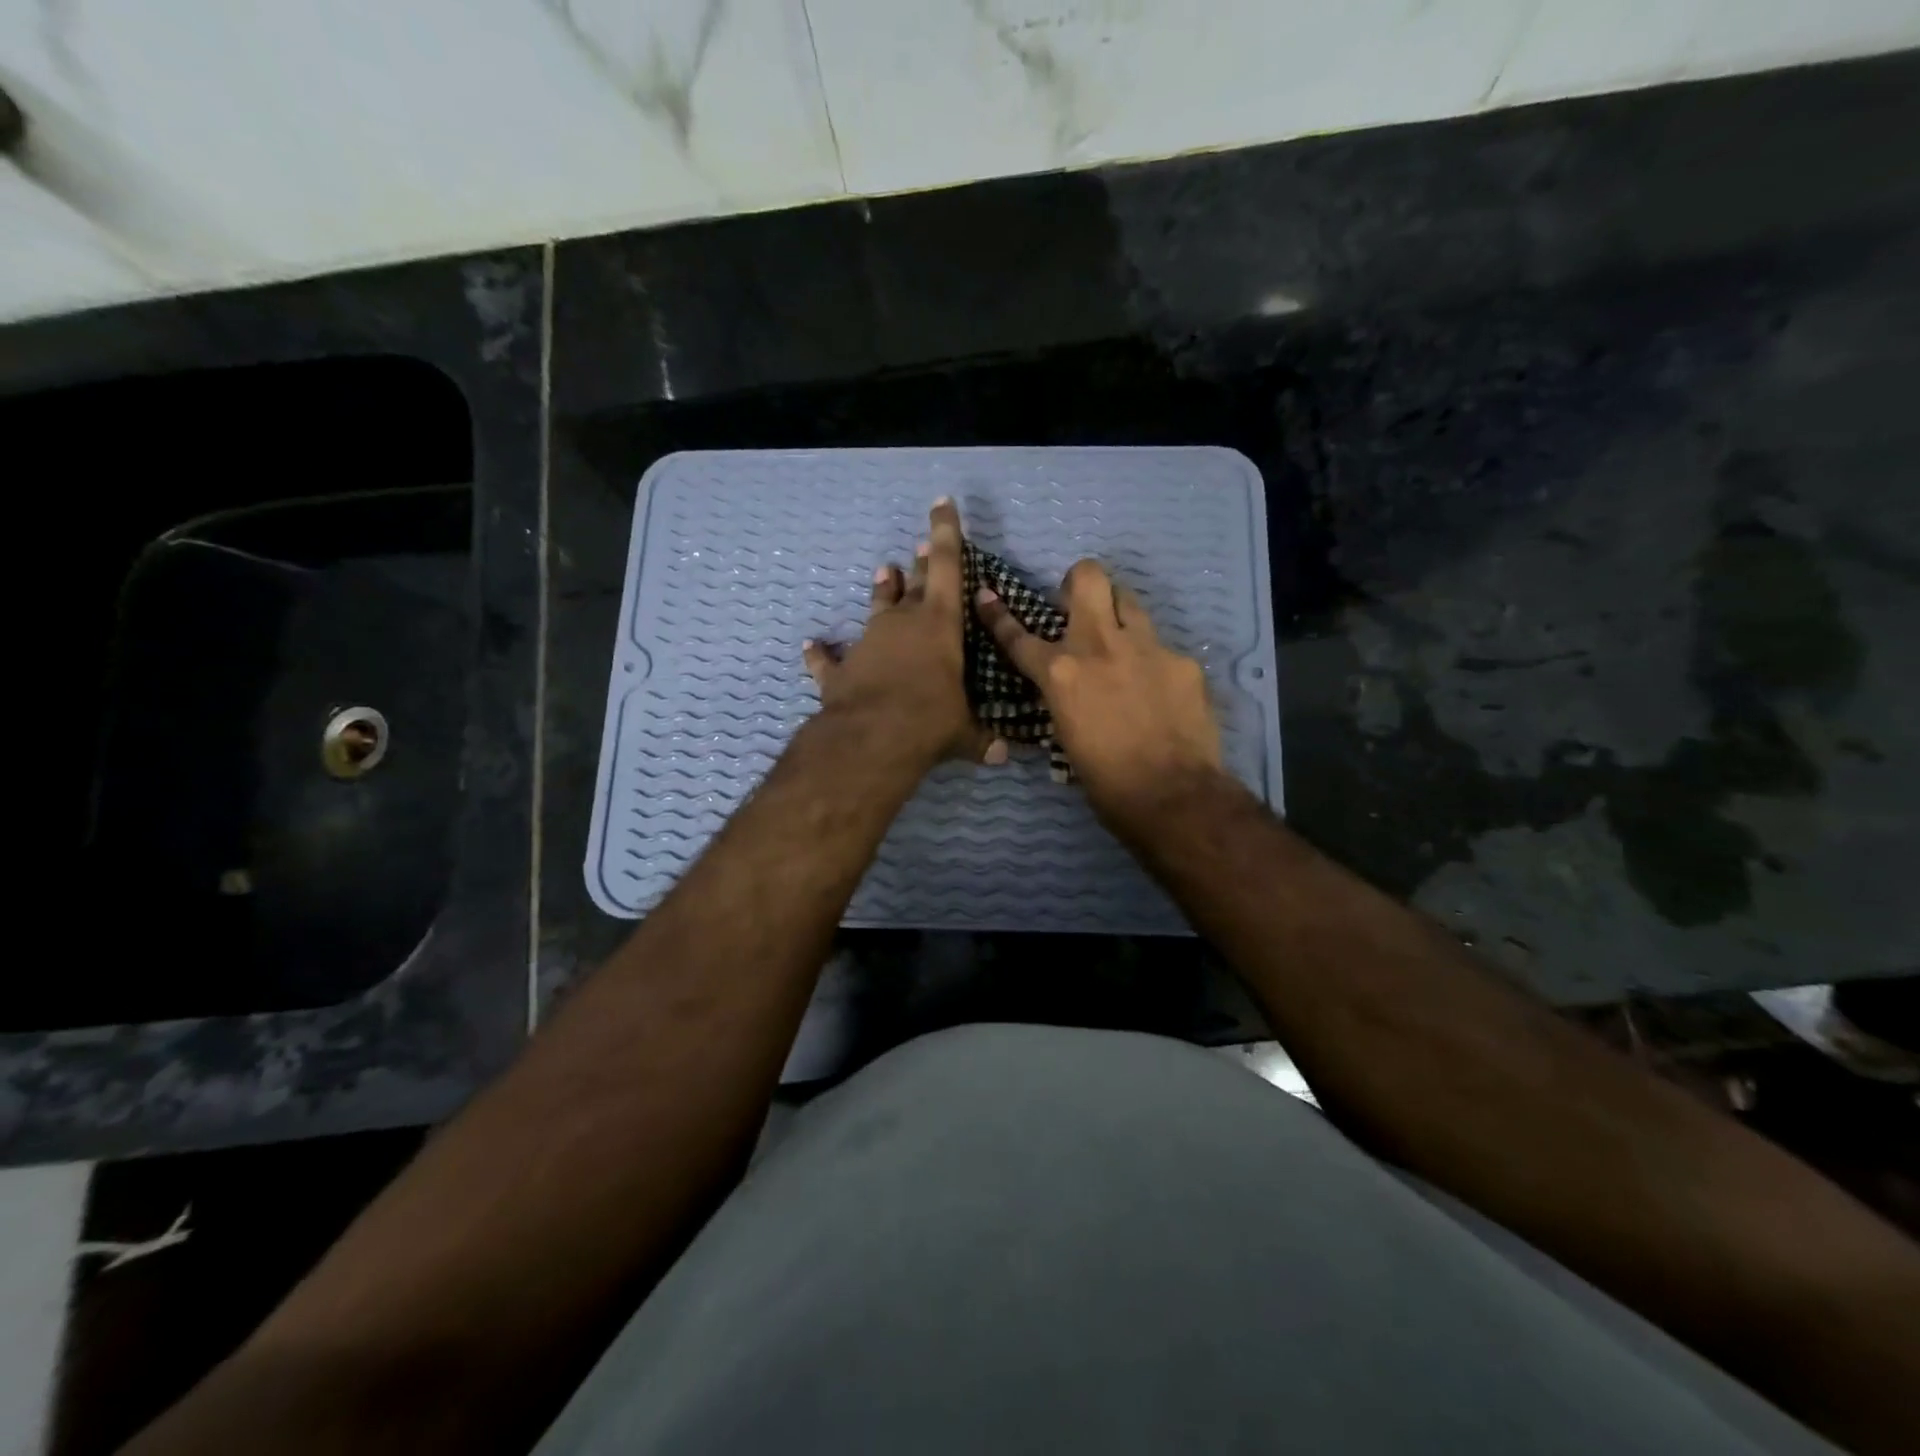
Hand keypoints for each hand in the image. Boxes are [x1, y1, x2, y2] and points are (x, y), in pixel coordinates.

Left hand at [803, 498, 1007, 770]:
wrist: (871, 738)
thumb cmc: (930, 721)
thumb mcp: (963, 732)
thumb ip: (981, 739)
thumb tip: (1003, 757)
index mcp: (939, 625)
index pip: (947, 567)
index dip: (946, 533)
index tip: (942, 504)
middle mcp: (902, 624)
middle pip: (914, 584)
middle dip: (920, 565)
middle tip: (920, 548)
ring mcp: (867, 643)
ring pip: (877, 608)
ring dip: (882, 592)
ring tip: (883, 572)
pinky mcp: (839, 669)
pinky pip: (829, 658)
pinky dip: (821, 653)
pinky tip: (810, 645)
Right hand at [974, 558, 1222, 826]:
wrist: (1172, 796)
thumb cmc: (1106, 781)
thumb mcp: (1066, 736)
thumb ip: (1063, 699)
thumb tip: (1065, 689)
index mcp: (1061, 673)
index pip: (1019, 636)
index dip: (998, 615)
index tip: (987, 595)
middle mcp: (1100, 646)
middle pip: (1089, 578)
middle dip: (1078, 582)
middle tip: (1078, 606)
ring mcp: (1147, 648)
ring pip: (1129, 600)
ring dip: (1117, 614)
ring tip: (1120, 643)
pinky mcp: (1183, 661)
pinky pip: (1162, 648)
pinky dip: (1153, 663)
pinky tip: (1160, 691)